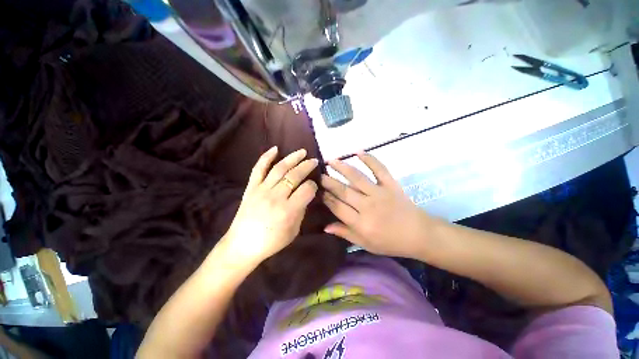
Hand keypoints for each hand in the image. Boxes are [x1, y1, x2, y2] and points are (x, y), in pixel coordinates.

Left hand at [221, 147, 318, 265]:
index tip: (314, 186)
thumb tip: (305, 195)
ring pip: (280, 168)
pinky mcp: (251, 188)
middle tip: (314, 161)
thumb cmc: (271, 242)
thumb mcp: (293, 231)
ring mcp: (262, 190)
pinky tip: (275, 149)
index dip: (313, 185)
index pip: (307, 189)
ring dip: (293, 158)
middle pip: (295, 175)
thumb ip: (301, 211)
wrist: (242, 245)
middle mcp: (276, 197)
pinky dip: (266, 157)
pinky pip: (258, 169)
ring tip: (302, 152)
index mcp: (288, 211)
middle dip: (307, 166)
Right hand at [321, 152, 433, 258]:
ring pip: (357, 178)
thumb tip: (325, 227)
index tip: (318, 190)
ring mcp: (380, 193)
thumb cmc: (390, 242)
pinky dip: (369, 159)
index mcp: (361, 223)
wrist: (419, 234)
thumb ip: (345, 233)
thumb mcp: (366, 244)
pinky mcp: (391, 184)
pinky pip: (379, 169)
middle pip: (343, 191)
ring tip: (331, 161)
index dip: (326, 198)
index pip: (337, 207)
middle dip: (329, 182)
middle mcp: (367, 206)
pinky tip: (358, 151)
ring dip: (342, 168)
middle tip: (319, 174)